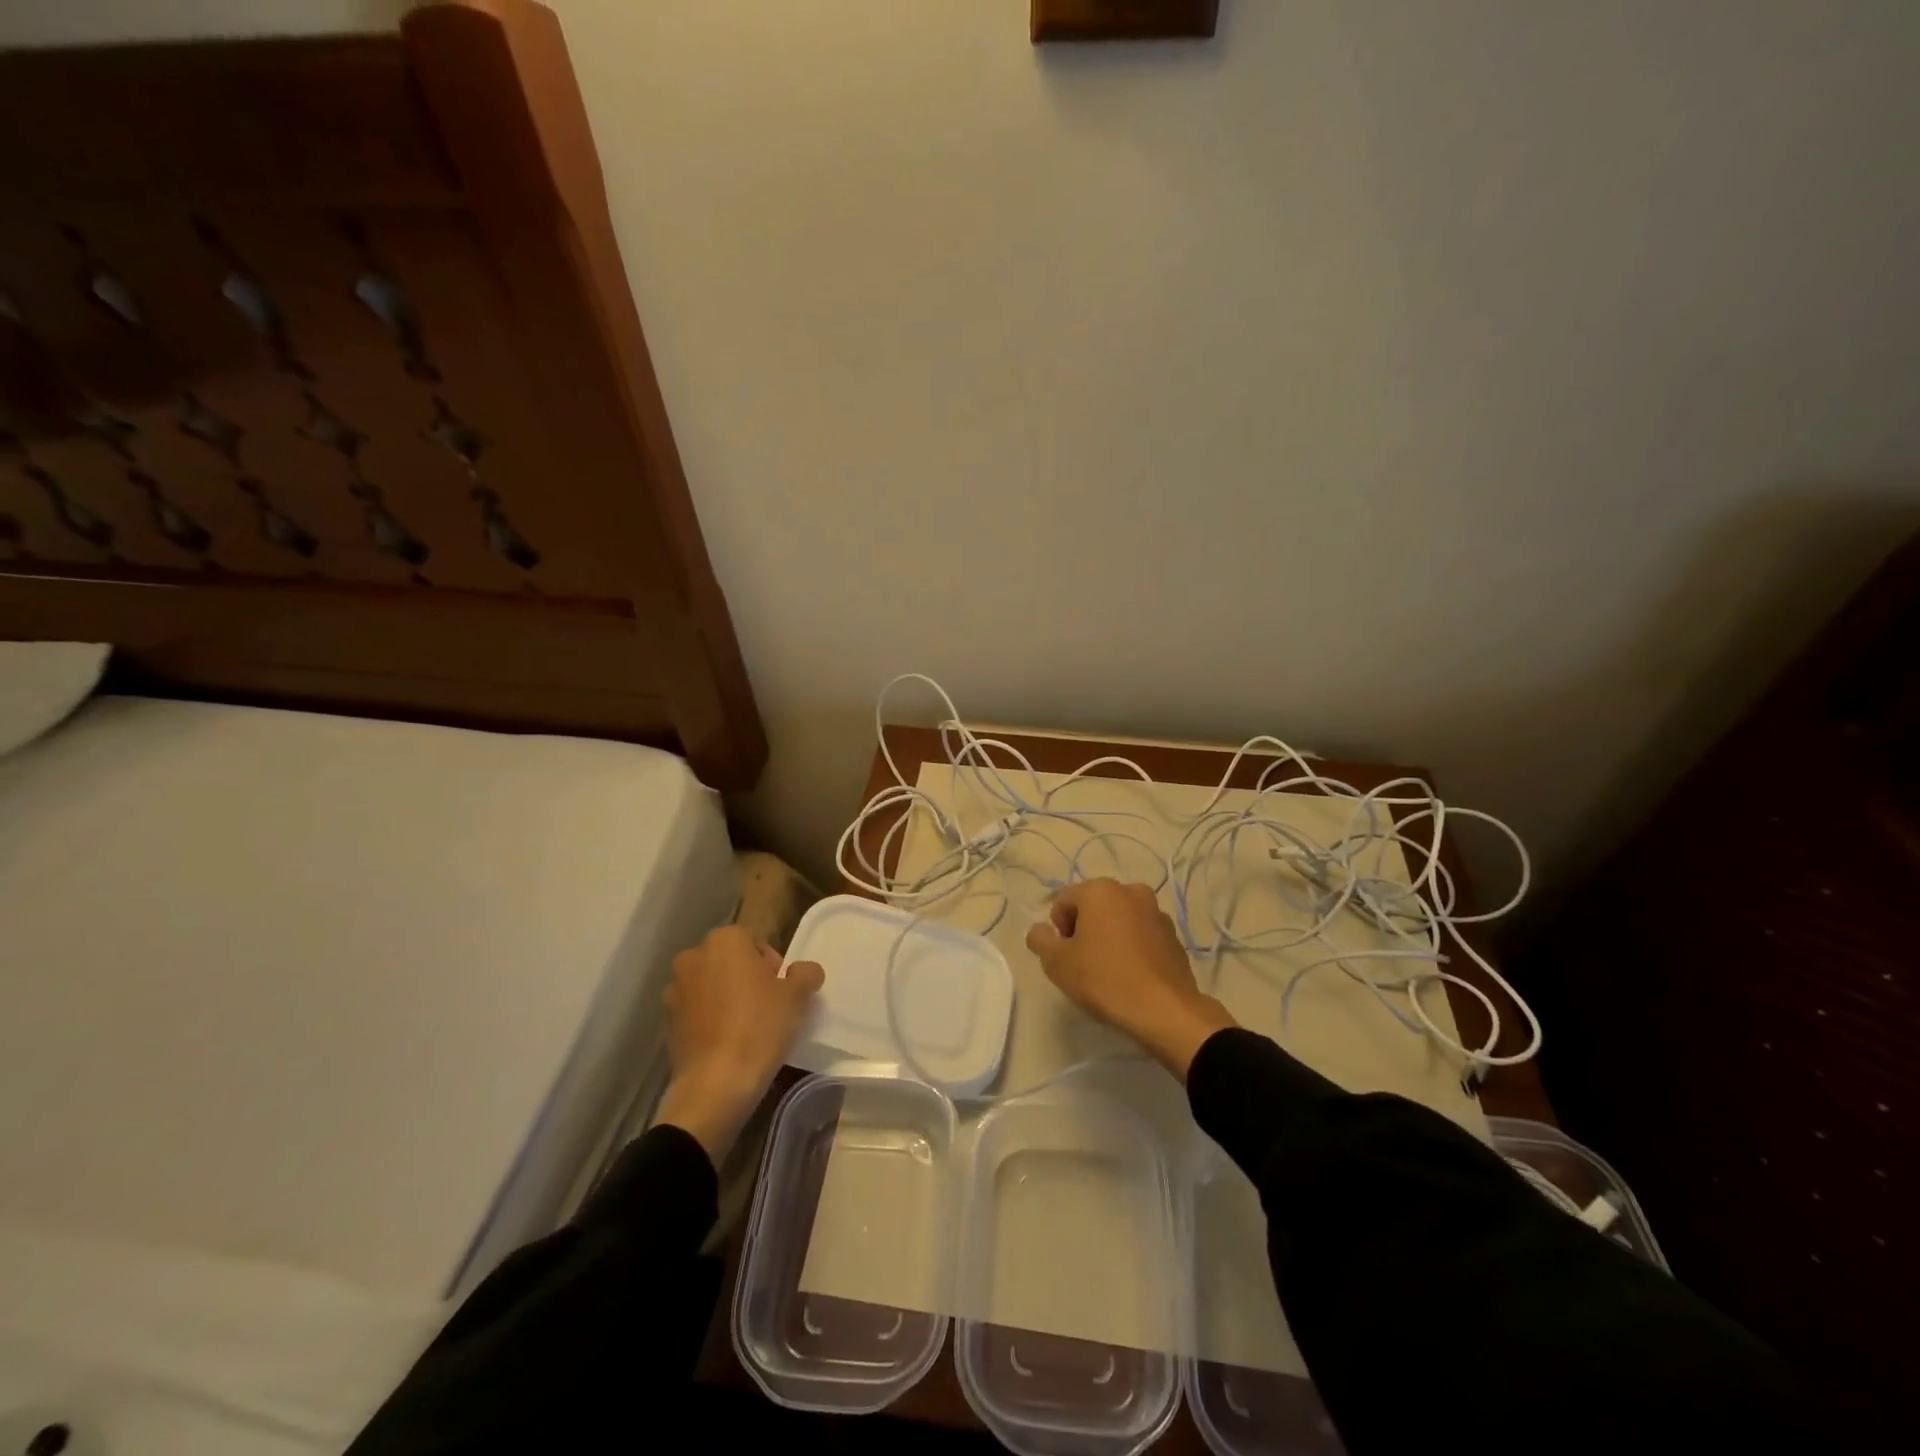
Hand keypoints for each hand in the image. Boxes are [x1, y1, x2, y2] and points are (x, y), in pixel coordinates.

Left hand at [652, 925, 824, 1161]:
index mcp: (724, 940)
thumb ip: (805, 973)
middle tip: (766, 1006)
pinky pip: (696, 1010)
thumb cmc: (760, 1027)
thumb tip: (804, 971)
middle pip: (729, 961)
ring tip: (745, 1026)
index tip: (781, 990)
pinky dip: (709, 1018)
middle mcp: (693, 957)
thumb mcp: (797, 996)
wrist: (716, 1083)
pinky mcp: (666, 1021)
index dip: (771, 965)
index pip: (754, 942)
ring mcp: (675, 989)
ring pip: (710, 985)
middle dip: (746, 977)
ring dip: (725, 997)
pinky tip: (726, 1041)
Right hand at [1025, 878, 1236, 1079]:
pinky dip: (1133, 948)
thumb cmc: (1104, 979)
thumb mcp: (1057, 963)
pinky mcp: (1174, 936)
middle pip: (1094, 907)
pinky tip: (1132, 976)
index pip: (1064, 901)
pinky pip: (1142, 936)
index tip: (1065, 956)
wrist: (1164, 1010)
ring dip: (1110, 937)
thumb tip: (1040, 930)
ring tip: (1109, 972)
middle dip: (1084, 930)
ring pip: (1120, 920)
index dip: (1058, 930)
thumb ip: (1040, 940)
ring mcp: (1156, 913)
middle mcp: (1131, 891)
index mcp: (1100, 890)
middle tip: (1083, 964)